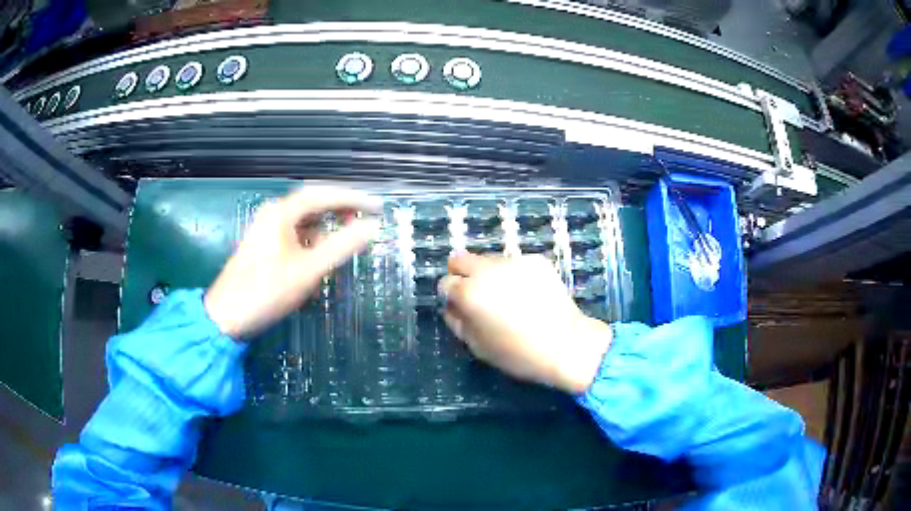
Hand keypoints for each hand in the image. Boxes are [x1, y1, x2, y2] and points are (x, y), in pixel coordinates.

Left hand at [205, 187, 380, 338]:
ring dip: (326, 230)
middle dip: (340, 212)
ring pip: (304, 223)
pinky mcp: (264, 248)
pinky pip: (295, 238)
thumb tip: (373, 227)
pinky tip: (320, 260)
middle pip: (312, 205)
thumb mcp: (308, 270)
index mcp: (281, 213)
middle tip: (365, 222)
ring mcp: (266, 231)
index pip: (322, 194)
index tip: (377, 207)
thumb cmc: (266, 291)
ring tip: (346, 243)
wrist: (226, 317)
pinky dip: (312, 244)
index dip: (352, 198)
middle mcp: (273, 215)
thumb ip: (341, 246)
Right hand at [439, 254, 612, 393]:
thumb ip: (457, 322)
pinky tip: (528, 294)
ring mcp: (513, 261)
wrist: (566, 345)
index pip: (445, 283)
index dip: (452, 296)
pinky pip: (514, 263)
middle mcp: (487, 270)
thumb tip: (453, 306)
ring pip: (488, 260)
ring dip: (489, 275)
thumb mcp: (477, 346)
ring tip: (508, 297)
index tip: (462, 307)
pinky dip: (514, 275)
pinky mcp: (535, 260)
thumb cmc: (517, 353)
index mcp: (469, 293)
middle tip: (477, 295)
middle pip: (460, 259)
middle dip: (462, 274)